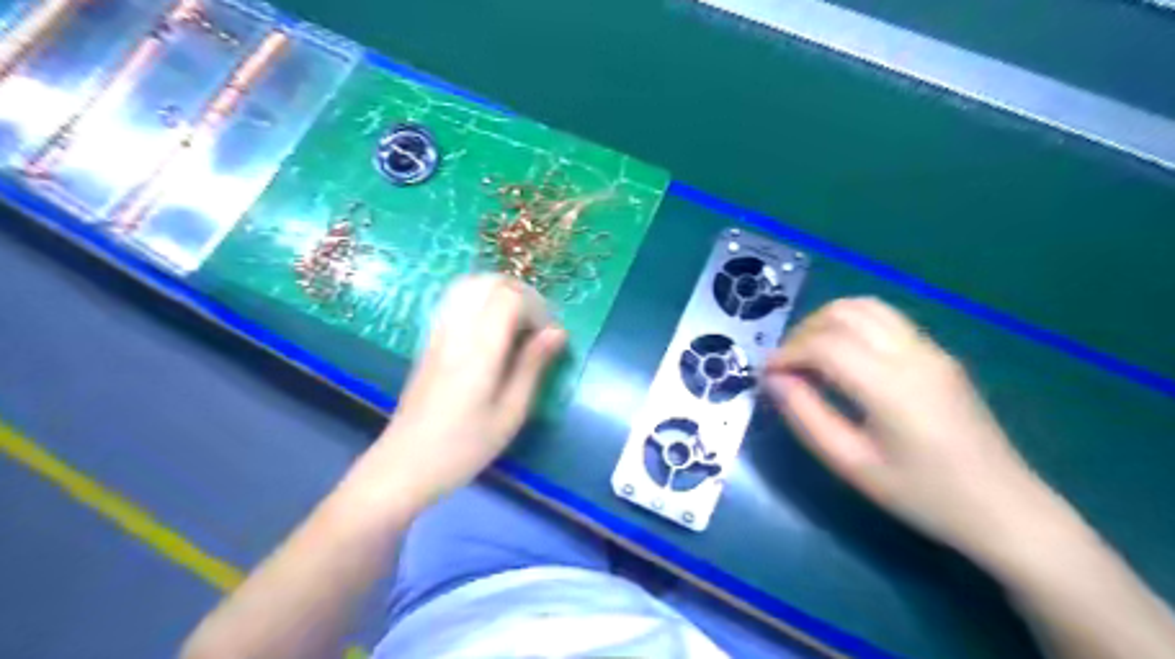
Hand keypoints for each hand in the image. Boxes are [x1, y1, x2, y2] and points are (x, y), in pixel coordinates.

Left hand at [357, 276, 563, 511]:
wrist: (404, 465)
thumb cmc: (464, 447)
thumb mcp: (510, 413)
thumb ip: (533, 366)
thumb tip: (557, 331)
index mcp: (479, 350)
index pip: (508, 296)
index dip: (536, 306)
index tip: (548, 335)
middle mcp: (455, 331)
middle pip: (488, 282)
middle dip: (520, 293)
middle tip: (536, 325)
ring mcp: (438, 333)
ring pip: (468, 286)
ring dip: (499, 294)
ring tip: (517, 324)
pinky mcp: (429, 341)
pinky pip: (455, 301)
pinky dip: (480, 302)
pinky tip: (492, 330)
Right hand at [772, 298, 1057, 566]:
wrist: (1004, 509)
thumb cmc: (922, 495)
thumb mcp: (851, 464)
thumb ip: (806, 416)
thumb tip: (774, 380)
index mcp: (890, 385)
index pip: (824, 344)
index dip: (787, 353)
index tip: (767, 374)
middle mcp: (912, 354)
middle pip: (844, 312)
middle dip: (803, 331)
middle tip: (786, 365)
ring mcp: (931, 349)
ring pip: (867, 306)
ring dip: (828, 321)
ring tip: (810, 355)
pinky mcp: (939, 354)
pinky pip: (886, 319)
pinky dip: (852, 325)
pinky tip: (843, 357)